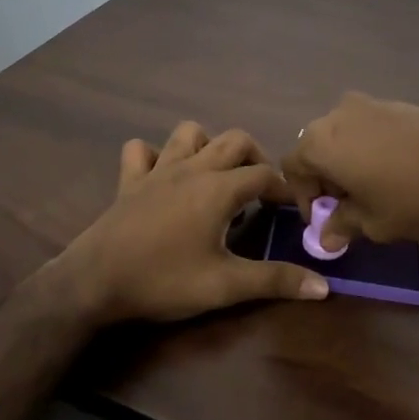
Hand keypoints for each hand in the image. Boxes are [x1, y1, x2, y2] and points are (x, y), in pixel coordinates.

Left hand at [57, 122, 331, 324]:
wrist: (95, 281)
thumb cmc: (164, 281)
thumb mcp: (225, 286)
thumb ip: (275, 281)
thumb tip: (324, 287)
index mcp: (218, 189)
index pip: (265, 175)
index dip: (285, 189)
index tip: (294, 211)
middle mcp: (192, 168)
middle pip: (234, 140)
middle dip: (256, 157)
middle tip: (261, 190)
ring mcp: (157, 170)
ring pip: (189, 132)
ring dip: (208, 145)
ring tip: (217, 175)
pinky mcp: (129, 181)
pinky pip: (141, 151)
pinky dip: (155, 155)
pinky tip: (163, 177)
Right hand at [281, 92, 418, 250]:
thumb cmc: (411, 197)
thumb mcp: (372, 223)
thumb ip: (342, 226)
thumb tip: (326, 237)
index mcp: (320, 143)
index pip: (293, 168)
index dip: (303, 197)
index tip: (324, 219)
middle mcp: (336, 116)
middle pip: (316, 147)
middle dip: (325, 177)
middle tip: (346, 205)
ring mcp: (368, 104)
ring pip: (343, 135)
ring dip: (347, 161)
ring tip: (372, 188)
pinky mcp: (396, 103)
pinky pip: (368, 127)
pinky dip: (369, 148)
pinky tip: (395, 170)